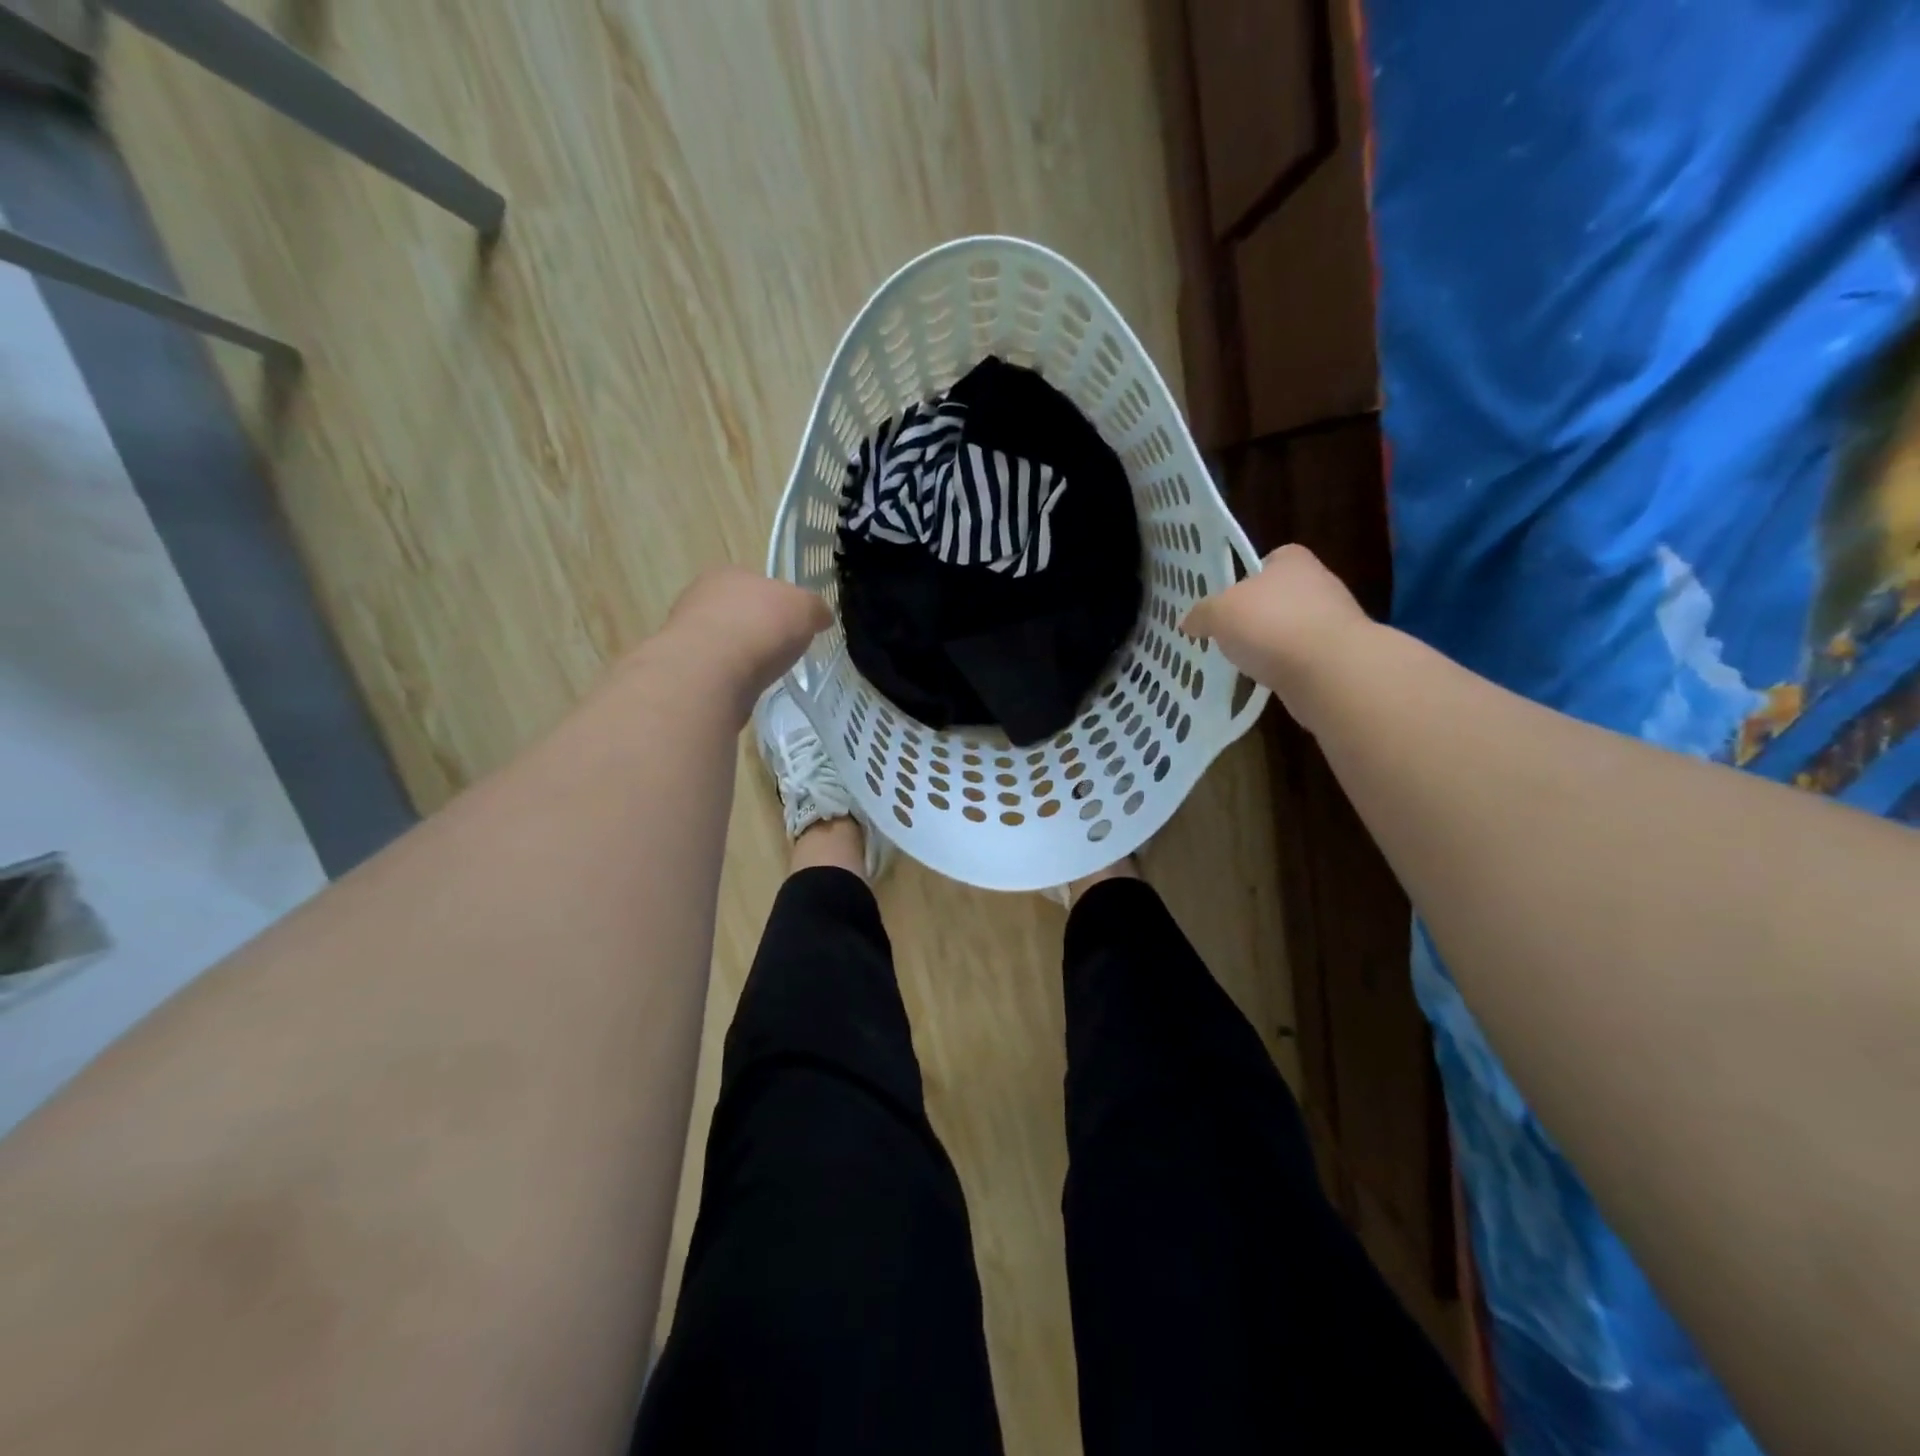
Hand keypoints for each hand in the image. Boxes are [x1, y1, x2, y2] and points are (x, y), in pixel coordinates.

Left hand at [658, 566, 830, 716]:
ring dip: (741, 654)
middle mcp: (701, 596)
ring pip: (723, 640)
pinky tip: (742, 686)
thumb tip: (821, 616)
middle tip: (780, 649)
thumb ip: (815, 608)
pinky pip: (714, 668)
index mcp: (729, 573)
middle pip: (739, 611)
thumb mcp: (805, 609)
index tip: (793, 625)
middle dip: (757, 628)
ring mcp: (686, 632)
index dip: (779, 603)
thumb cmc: (761, 626)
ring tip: (763, 672)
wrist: (711, 671)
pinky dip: (729, 676)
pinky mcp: (682, 666)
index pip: (758, 583)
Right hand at [1182, 545, 1369, 725]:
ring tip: (1246, 660)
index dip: (1248, 576)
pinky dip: (1286, 666)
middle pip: (1280, 594)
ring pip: (1292, 627)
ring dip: (1273, 642)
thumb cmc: (1271, 624)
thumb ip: (1202, 614)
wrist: (1329, 670)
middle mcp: (1319, 582)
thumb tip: (1189, 622)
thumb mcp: (1219, 613)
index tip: (1230, 599)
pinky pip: (1303, 656)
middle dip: (1258, 613)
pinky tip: (1269, 678)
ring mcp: (1334, 619)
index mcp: (1292, 560)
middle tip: (1230, 632)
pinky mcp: (1340, 654)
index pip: (1270, 558)